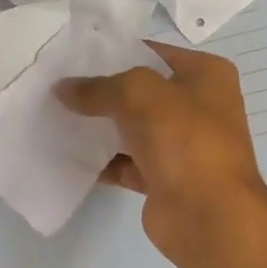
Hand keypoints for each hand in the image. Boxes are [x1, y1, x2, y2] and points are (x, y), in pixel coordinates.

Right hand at [56, 41, 266, 267]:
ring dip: (100, 127)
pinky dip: (103, 161)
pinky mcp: (166, 179)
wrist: (208, 215)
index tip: (74, 56)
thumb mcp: (137, 94)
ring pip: (133, 128)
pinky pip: (127, 163)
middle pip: (141, 92)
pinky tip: (69, 155)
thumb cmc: (183, 138)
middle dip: (103, 91)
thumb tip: (62, 89)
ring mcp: (183, 145)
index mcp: (207, 75)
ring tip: (57, 117)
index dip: (115, 52)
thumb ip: (98, 87)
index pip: (153, 52)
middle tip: (59, 87)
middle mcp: (199, 107)